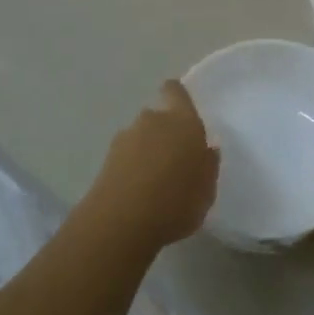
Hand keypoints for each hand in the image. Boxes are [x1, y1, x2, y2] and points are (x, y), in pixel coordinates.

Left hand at [86, 80, 219, 249]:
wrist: (121, 224)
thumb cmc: (176, 202)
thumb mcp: (207, 189)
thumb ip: (208, 165)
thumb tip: (207, 150)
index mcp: (182, 121)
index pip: (175, 91)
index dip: (177, 96)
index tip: (183, 112)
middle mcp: (152, 121)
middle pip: (157, 117)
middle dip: (164, 132)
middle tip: (174, 160)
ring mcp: (125, 139)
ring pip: (140, 137)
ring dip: (146, 151)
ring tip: (154, 182)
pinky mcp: (105, 160)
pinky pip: (125, 157)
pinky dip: (131, 168)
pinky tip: (138, 194)